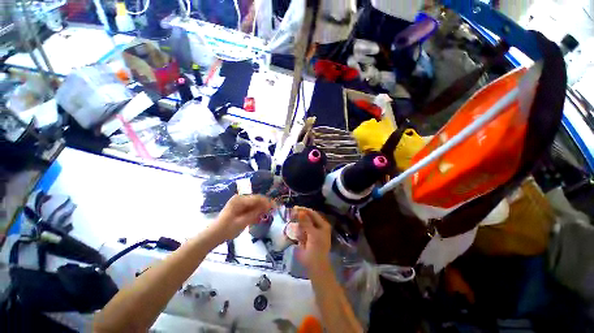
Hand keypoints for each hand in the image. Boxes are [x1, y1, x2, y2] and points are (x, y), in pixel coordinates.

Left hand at [213, 194, 272, 241]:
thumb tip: (268, 206)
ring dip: (261, 209)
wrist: (213, 236)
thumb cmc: (227, 229)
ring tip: (267, 215)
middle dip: (265, 205)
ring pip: (254, 204)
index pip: (256, 198)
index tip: (275, 207)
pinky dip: (255, 213)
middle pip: (256, 200)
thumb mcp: (243, 222)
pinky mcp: (239, 208)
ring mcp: (239, 203)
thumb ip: (256, 213)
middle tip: (273, 211)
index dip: (267, 202)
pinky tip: (259, 218)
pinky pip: (250, 208)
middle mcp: (240, 199)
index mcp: (239, 200)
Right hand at [292, 207, 331, 271]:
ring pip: (303, 224)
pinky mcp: (307, 238)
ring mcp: (312, 232)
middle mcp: (318, 227)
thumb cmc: (316, 249)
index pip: (312, 213)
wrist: (316, 267)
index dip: (304, 210)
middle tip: (291, 216)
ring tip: (296, 229)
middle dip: (300, 217)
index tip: (294, 208)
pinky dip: (298, 232)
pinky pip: (301, 232)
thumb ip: (306, 222)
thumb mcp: (312, 234)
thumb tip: (300, 211)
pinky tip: (297, 236)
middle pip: (307, 218)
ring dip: (298, 225)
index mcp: (322, 224)